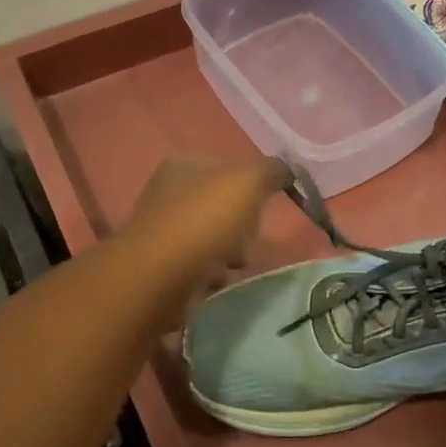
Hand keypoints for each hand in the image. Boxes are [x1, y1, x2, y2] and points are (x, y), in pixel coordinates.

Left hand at [120, 155, 290, 299]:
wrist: (160, 277)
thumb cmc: (205, 221)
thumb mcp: (249, 181)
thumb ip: (272, 170)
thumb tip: (287, 171)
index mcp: (182, 165)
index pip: (226, 168)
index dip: (251, 185)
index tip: (266, 207)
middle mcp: (166, 192)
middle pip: (218, 205)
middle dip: (240, 224)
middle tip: (252, 239)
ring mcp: (159, 231)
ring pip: (208, 236)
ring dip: (227, 251)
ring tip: (237, 265)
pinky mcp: (158, 266)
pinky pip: (195, 265)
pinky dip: (210, 273)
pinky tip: (217, 281)